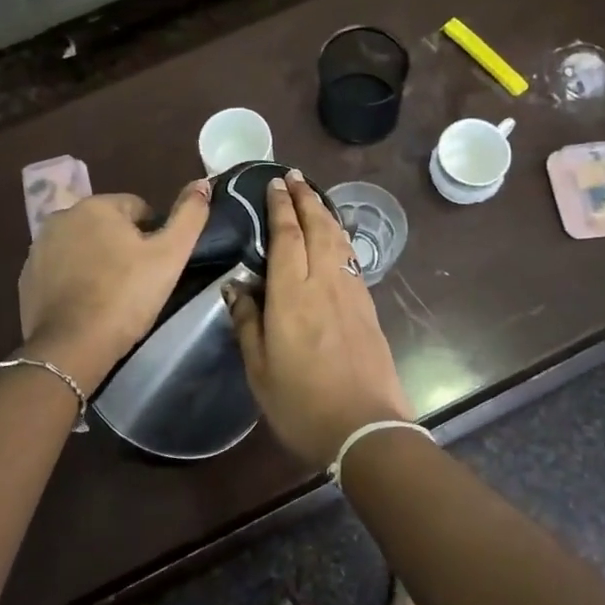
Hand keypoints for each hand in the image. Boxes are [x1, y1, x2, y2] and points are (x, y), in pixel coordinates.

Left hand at [17, 180, 210, 392]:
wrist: (71, 347)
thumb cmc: (126, 296)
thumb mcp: (170, 255)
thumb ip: (189, 215)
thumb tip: (202, 183)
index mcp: (96, 206)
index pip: (138, 209)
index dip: (153, 236)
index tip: (156, 266)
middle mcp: (62, 217)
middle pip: (108, 226)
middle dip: (123, 246)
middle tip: (137, 282)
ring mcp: (39, 248)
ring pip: (83, 246)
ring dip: (98, 261)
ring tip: (113, 295)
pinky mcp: (27, 278)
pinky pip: (61, 269)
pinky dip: (75, 280)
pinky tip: (87, 304)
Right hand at [227, 173, 412, 464]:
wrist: (366, 429)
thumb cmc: (302, 403)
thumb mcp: (260, 370)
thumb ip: (247, 322)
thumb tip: (236, 286)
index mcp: (292, 295)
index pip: (287, 237)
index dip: (281, 207)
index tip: (275, 183)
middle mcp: (324, 283)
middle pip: (317, 227)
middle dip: (306, 198)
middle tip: (295, 176)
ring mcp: (351, 293)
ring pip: (338, 240)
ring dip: (325, 213)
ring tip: (314, 197)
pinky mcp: (368, 307)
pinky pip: (350, 259)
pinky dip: (340, 238)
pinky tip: (335, 239)